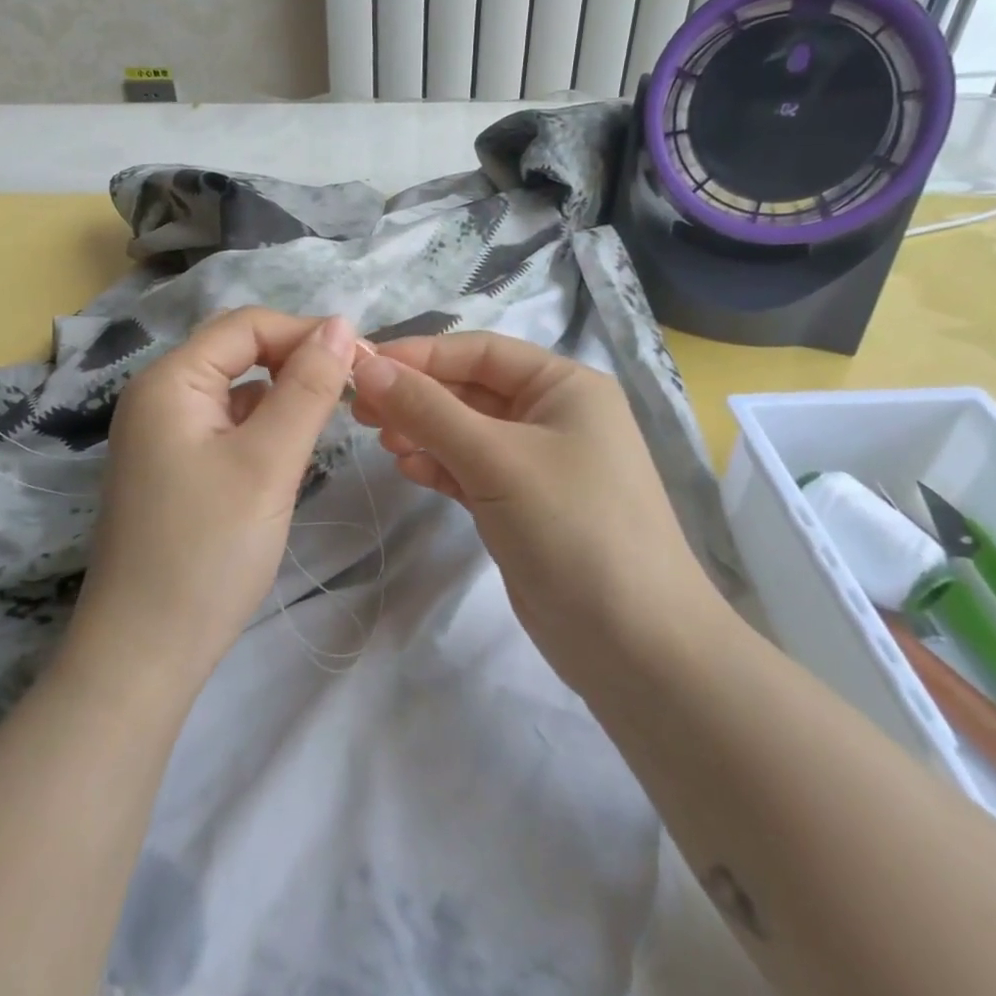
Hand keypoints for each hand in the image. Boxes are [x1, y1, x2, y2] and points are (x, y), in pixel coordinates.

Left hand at [66, 308, 358, 688]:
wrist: (144, 653)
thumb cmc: (208, 551)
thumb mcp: (268, 462)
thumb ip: (307, 388)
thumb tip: (341, 325)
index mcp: (170, 381)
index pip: (246, 326)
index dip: (306, 332)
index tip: (363, 360)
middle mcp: (157, 397)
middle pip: (237, 353)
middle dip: (295, 361)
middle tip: (352, 390)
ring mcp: (160, 437)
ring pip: (234, 393)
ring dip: (281, 396)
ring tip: (328, 423)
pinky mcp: (171, 471)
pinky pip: (223, 428)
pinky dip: (260, 428)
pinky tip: (286, 454)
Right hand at [350, 332, 725, 681]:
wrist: (634, 643)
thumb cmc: (572, 528)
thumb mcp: (495, 459)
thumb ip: (427, 410)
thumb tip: (366, 365)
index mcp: (564, 385)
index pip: (480, 351)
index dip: (420, 355)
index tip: (361, 366)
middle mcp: (553, 415)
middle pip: (470, 390)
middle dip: (416, 396)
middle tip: (360, 410)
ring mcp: (538, 463)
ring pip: (466, 431)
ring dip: (423, 431)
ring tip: (382, 442)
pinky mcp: (523, 505)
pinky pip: (471, 470)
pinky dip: (439, 466)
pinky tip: (409, 470)